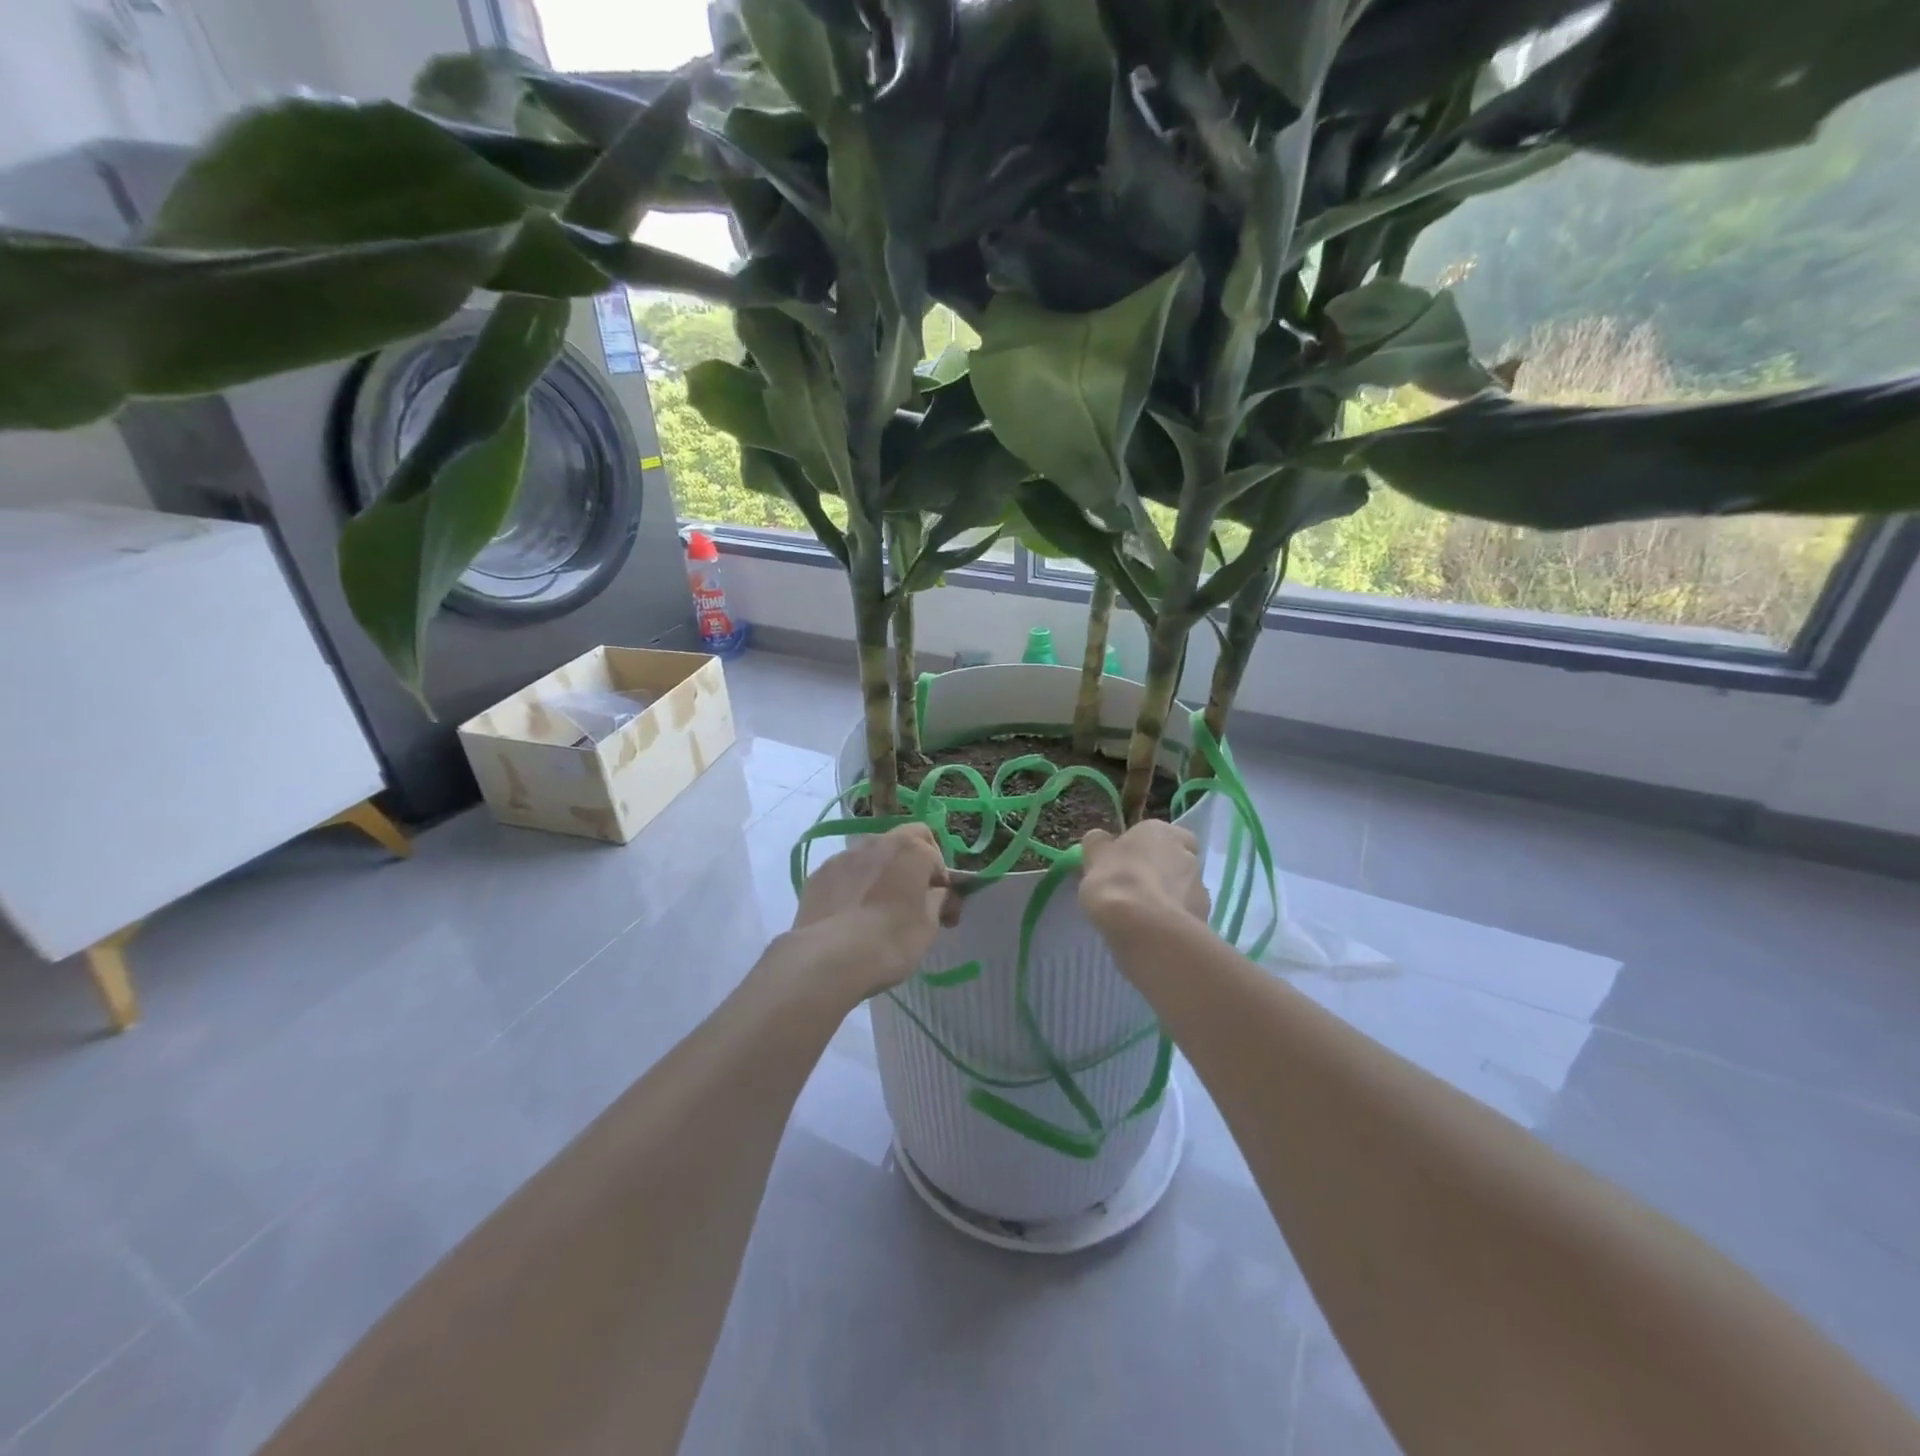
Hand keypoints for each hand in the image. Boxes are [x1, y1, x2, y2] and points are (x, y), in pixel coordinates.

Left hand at [781, 824, 960, 1004]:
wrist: (828, 958)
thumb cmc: (891, 940)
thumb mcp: (929, 926)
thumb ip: (937, 900)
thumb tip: (937, 893)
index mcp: (911, 849)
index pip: (936, 855)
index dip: (940, 880)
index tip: (940, 906)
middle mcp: (877, 841)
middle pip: (902, 841)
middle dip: (911, 862)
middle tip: (911, 896)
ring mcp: (844, 856)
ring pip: (870, 854)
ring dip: (880, 870)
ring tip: (876, 906)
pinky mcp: (819, 874)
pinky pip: (845, 872)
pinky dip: (854, 884)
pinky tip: (849, 913)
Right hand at [1079, 821, 1209, 930]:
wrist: (1146, 928)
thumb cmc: (1116, 881)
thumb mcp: (1094, 856)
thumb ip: (1099, 844)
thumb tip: (1101, 840)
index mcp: (1160, 831)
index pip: (1159, 834)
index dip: (1144, 848)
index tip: (1126, 864)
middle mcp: (1186, 853)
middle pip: (1172, 861)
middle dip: (1158, 873)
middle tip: (1132, 891)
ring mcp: (1200, 887)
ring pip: (1181, 889)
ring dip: (1166, 899)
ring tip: (1141, 918)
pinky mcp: (1204, 917)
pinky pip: (1184, 916)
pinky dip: (1171, 921)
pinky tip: (1153, 933)